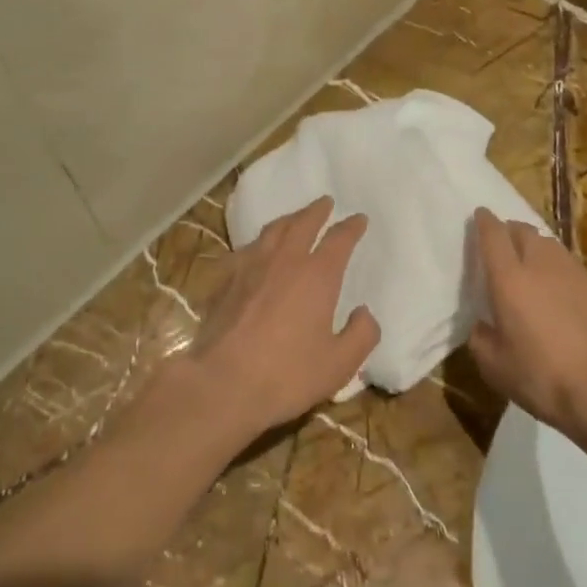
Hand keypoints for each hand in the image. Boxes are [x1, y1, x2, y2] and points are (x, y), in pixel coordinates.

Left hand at [186, 197, 378, 438]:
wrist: (222, 384)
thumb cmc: (287, 374)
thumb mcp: (339, 364)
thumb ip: (361, 335)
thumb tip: (365, 313)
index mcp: (317, 275)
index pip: (339, 239)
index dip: (351, 227)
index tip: (359, 219)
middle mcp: (284, 260)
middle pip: (303, 223)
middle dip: (317, 210)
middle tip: (325, 202)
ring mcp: (250, 267)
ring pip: (272, 231)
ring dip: (288, 220)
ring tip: (294, 219)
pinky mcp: (224, 281)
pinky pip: (246, 251)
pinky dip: (258, 245)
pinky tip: (255, 253)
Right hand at [466, 209, 586, 442]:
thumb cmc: (541, 376)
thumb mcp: (494, 366)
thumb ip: (480, 337)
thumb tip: (483, 324)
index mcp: (509, 278)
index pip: (493, 235)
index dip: (484, 221)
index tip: (479, 215)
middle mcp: (539, 264)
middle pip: (522, 230)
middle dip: (509, 231)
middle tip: (502, 246)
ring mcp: (571, 272)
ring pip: (548, 244)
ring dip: (534, 246)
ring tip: (529, 263)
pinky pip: (567, 264)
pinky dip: (555, 267)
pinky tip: (556, 288)